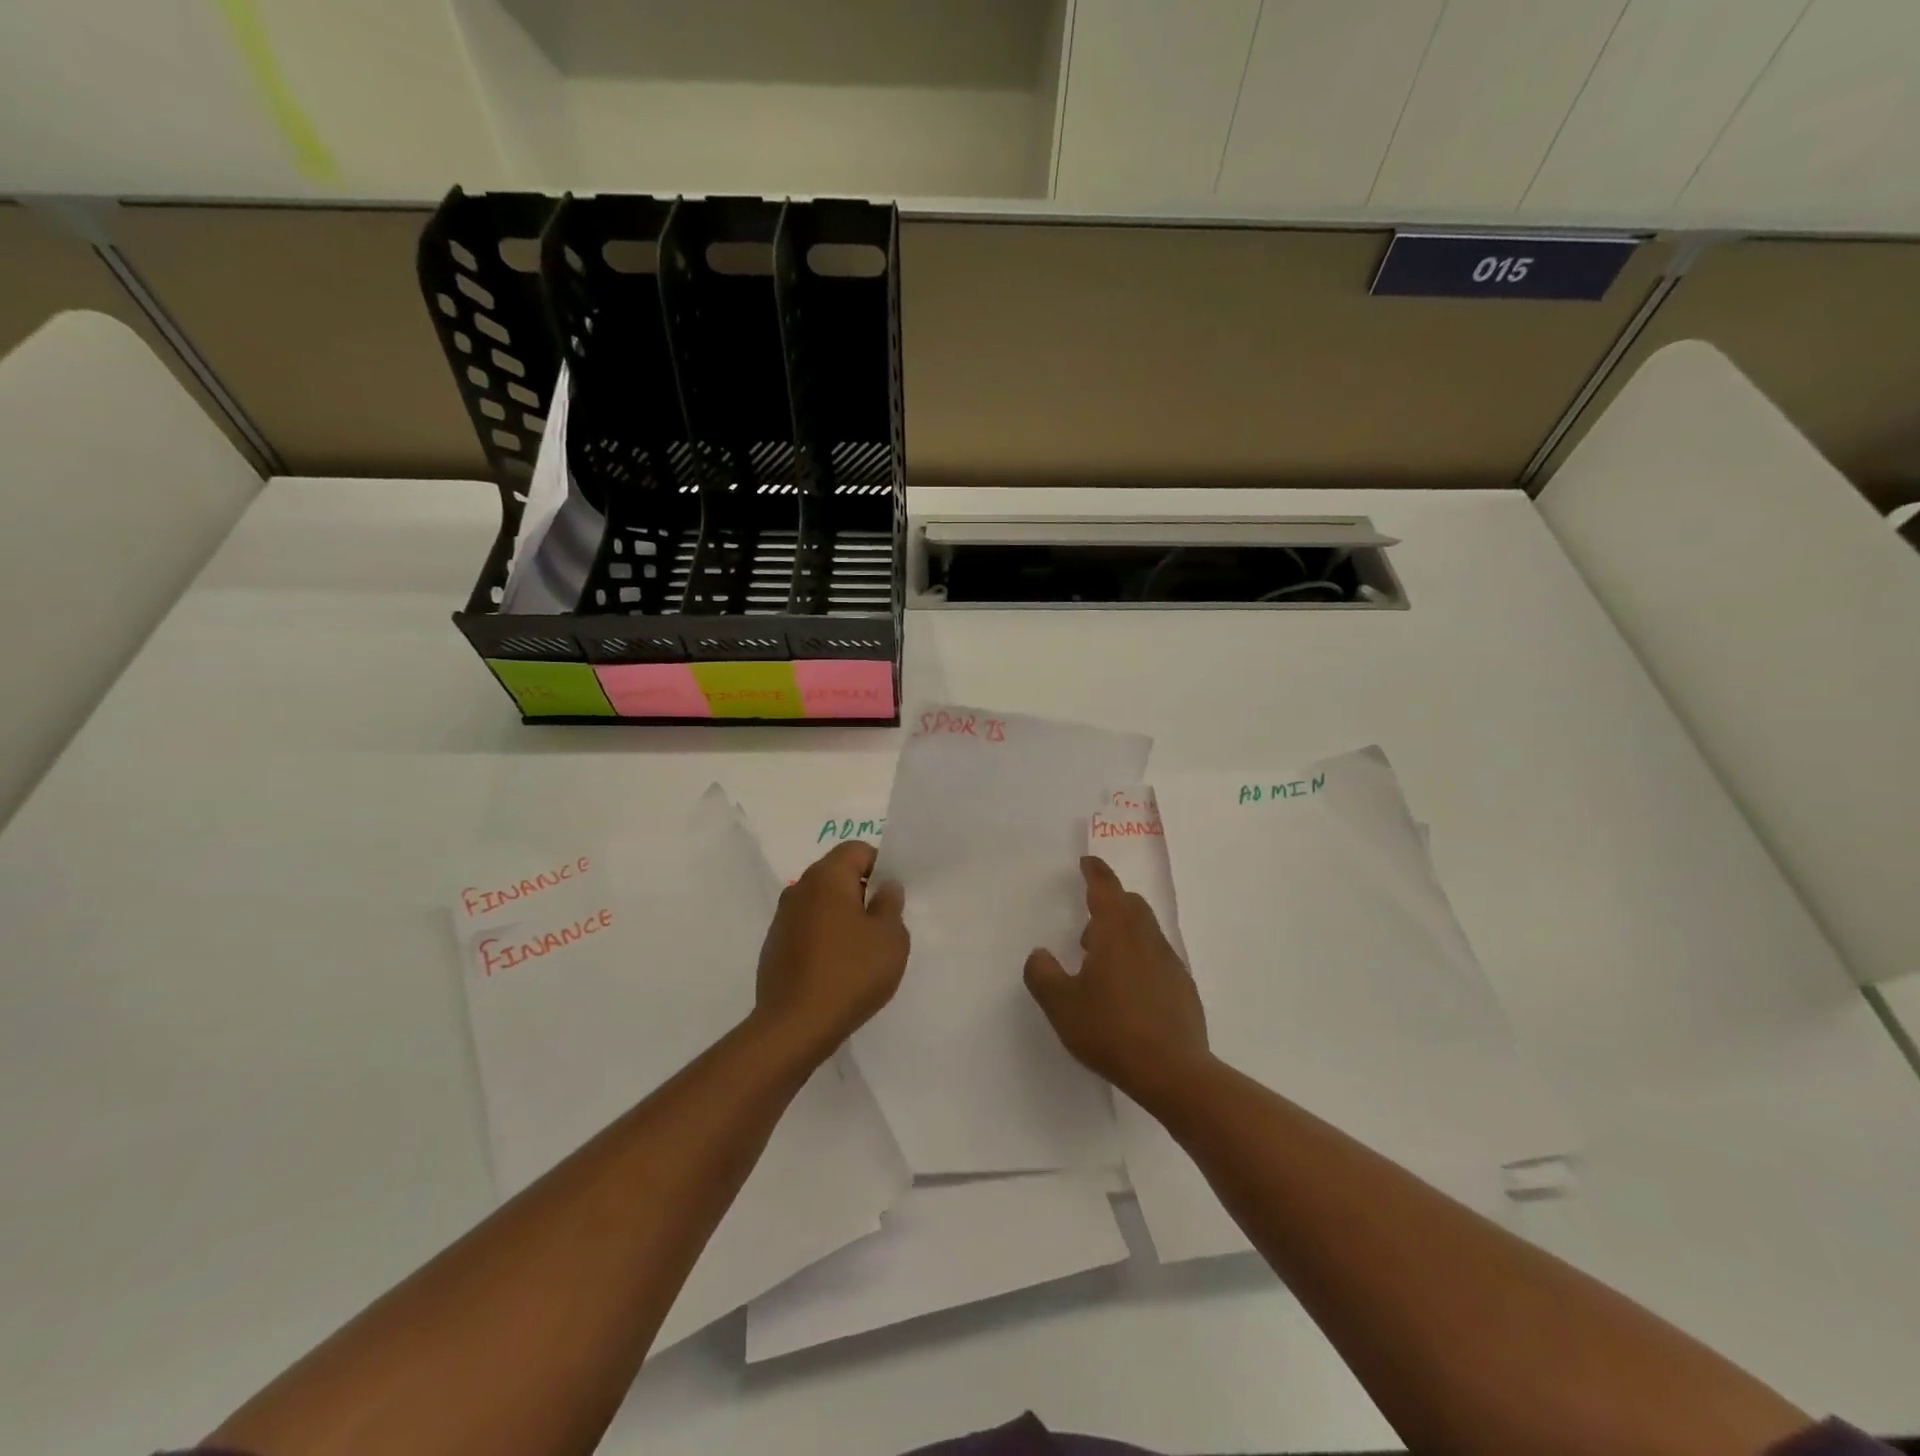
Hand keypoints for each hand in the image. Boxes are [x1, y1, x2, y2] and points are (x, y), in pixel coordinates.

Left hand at [755, 841, 908, 1056]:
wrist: (794, 1026)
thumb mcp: (890, 938)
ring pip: (820, 903)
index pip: (857, 849)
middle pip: (836, 874)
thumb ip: (891, 904)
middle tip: (883, 925)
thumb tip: (885, 887)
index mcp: (827, 877)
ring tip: (860, 951)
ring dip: (841, 916)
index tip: (892, 898)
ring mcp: (782, 918)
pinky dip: (823, 938)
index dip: (880, 866)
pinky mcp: (773, 946)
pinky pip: (806, 928)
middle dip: (861, 892)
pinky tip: (836, 969)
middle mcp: (799, 888)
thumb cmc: (850, 973)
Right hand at [1024, 856, 1211, 1107]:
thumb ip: (1042, 974)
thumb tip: (1040, 955)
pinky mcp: (1183, 988)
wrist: (1173, 1071)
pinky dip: (1139, 961)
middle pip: (1131, 906)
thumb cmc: (1110, 1029)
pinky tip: (1127, 995)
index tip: (1088, 862)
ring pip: (1145, 932)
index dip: (1095, 872)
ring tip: (1101, 968)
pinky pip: (1157, 960)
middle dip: (1109, 906)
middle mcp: (1147, 938)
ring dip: (1123, 936)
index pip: (1106, 888)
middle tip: (1087, 930)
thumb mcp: (1061, 1005)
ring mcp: (1170, 963)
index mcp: (1117, 931)